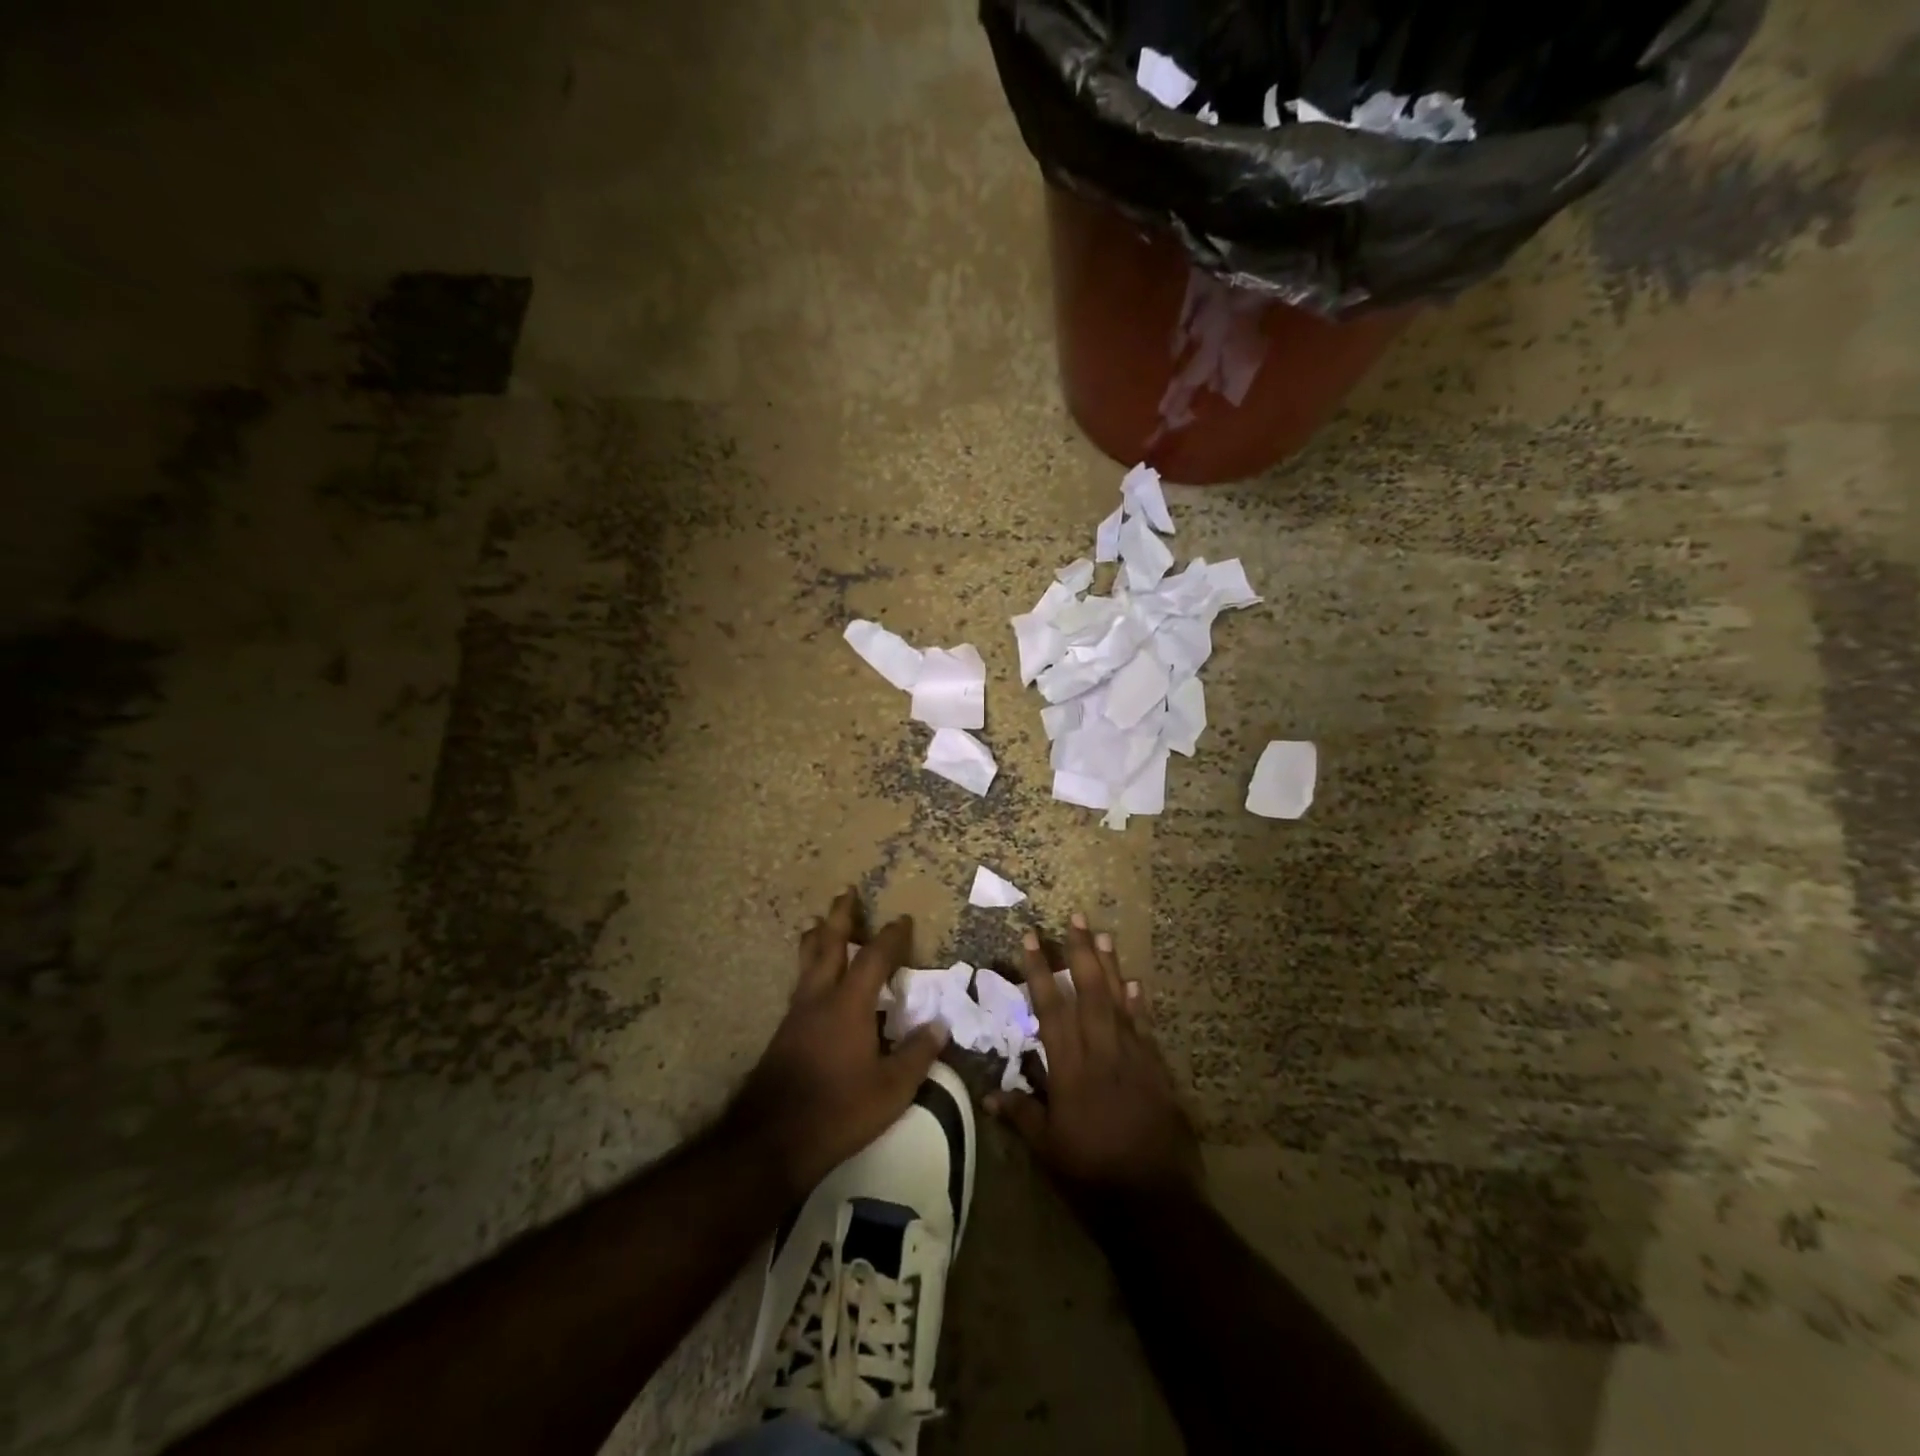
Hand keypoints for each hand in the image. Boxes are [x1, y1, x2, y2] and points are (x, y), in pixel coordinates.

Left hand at [725, 890, 946, 1198]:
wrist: (772, 1139)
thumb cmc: (839, 1111)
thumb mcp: (891, 1089)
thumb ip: (917, 1054)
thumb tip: (940, 1026)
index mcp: (849, 1004)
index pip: (874, 958)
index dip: (890, 936)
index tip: (902, 919)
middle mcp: (819, 998)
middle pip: (828, 944)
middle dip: (840, 917)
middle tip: (845, 892)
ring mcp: (796, 1014)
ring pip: (806, 962)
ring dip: (817, 937)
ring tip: (818, 923)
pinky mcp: (783, 1032)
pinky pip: (800, 984)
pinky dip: (809, 966)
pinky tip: (813, 979)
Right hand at [989, 913, 1202, 1196]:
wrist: (1154, 1198)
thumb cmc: (1092, 1172)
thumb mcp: (1048, 1148)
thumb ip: (1021, 1114)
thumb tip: (988, 1095)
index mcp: (1070, 1068)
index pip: (1050, 1008)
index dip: (1039, 971)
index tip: (1031, 938)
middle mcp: (1101, 1052)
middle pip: (1089, 992)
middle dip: (1079, 952)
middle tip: (1075, 917)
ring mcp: (1133, 1057)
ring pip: (1118, 1001)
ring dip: (1109, 966)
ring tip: (1101, 933)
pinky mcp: (1156, 1070)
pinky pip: (1144, 1027)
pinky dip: (1138, 1003)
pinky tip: (1135, 983)